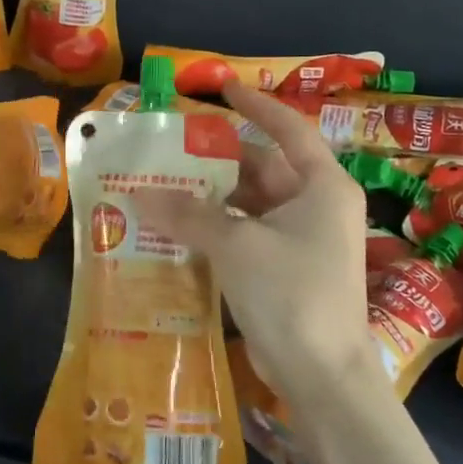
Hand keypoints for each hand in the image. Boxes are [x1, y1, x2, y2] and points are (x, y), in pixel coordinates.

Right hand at [134, 81, 380, 411]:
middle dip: (219, 160)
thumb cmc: (291, 293)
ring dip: (213, 198)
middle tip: (173, 149)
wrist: (322, 375)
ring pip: (252, 204)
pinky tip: (180, 228)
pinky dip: (219, 229)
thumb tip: (140, 194)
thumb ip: (188, 214)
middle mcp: (317, 206)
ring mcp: (303, 240)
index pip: (289, 129)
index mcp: (322, 186)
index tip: (223, 88)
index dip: (256, 106)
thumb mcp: (236, 245)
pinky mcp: (287, 269)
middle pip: (264, 168)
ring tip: (165, 187)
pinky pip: (248, 234)